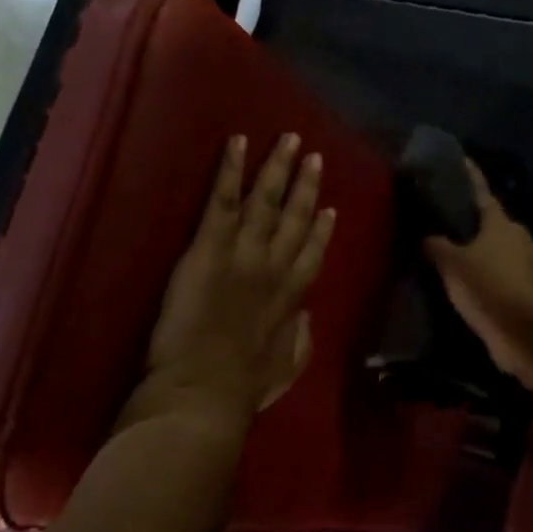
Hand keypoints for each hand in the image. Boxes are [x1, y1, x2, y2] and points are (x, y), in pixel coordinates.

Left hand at [138, 133, 336, 429]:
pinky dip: (231, 169)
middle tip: (315, 156)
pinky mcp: (210, 247)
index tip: (330, 208)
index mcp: (290, 299)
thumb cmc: (240, 390)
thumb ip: (299, 341)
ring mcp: (244, 253)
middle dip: (306, 185)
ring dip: (278, 167)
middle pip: (296, 218)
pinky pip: (223, 200)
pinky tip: (238, 142)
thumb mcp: (284, 370)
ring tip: (289, 140)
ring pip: (266, 200)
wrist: (202, 392)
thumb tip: (306, 317)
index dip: (322, 229)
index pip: (312, 254)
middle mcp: (273, 268)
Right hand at [423, 160, 532, 384]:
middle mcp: (518, 237)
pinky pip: (500, 273)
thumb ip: (436, 246)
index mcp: (501, 223)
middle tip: (442, 220)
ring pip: (495, 249)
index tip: (459, 161)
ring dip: (477, 250)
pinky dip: (484, 274)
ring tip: (448, 253)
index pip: (480, 192)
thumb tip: (425, 234)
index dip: (468, 177)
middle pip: (489, 222)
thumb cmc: (489, 288)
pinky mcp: (528, 290)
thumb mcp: (452, 264)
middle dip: (469, 221)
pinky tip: (465, 282)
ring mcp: (527, 264)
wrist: (528, 334)